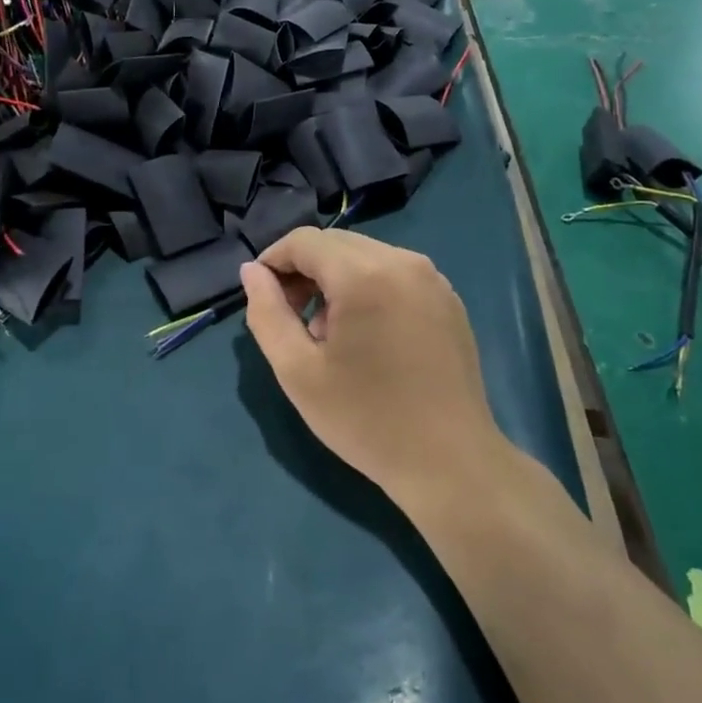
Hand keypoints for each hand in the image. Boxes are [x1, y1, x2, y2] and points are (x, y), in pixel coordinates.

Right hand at [241, 229, 500, 494]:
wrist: (449, 461)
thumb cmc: (365, 418)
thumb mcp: (297, 371)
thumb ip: (267, 313)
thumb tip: (252, 271)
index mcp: (364, 274)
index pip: (304, 241)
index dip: (273, 261)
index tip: (263, 298)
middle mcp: (403, 261)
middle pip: (336, 244)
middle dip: (304, 270)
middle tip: (292, 319)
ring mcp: (433, 279)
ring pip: (366, 256)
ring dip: (336, 280)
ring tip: (328, 334)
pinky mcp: (449, 299)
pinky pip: (395, 274)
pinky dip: (369, 289)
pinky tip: (367, 336)